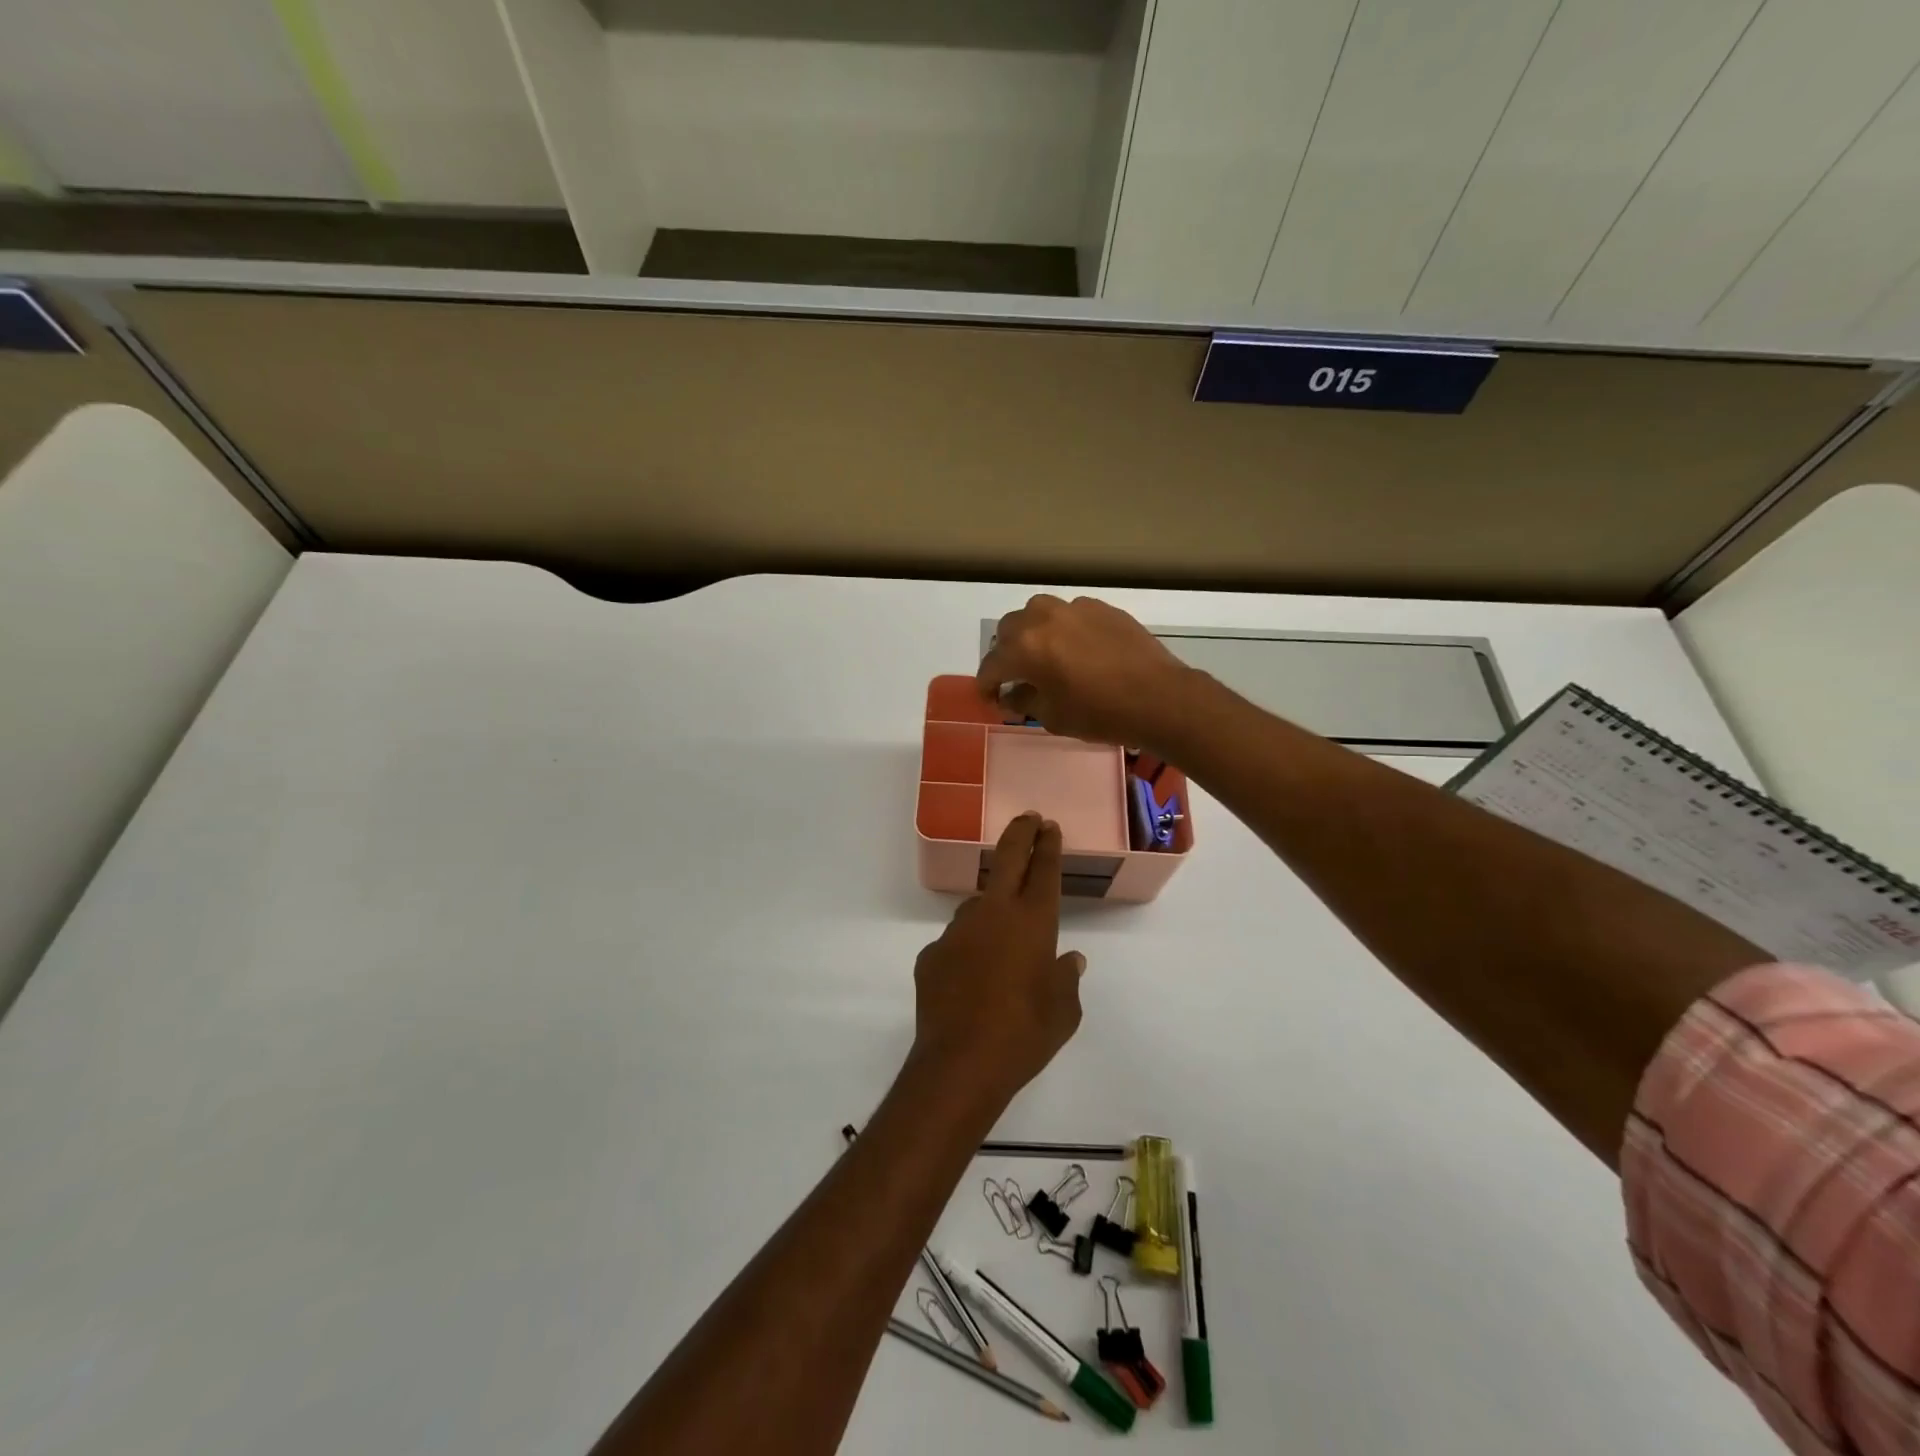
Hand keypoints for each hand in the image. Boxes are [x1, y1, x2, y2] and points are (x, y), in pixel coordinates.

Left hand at [909, 813, 1085, 1109]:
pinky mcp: (932, 953)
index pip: (1044, 870)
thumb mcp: (1064, 1011)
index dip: (1048, 845)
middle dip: (1021, 834)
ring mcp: (958, 930)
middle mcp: (994, 914)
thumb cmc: (1026, 1034)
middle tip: (1029, 817)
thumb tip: (1070, 960)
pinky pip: (956, 943)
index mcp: (1033, 922)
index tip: (1049, 827)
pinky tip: (972, 978)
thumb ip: (1067, 979)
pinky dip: (968, 950)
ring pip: (978, 904)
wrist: (961, 1063)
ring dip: (992, 907)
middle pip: (1008, 860)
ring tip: (1001, 934)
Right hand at [976, 594, 1197, 752]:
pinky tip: (1076, 650)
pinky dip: (1062, 629)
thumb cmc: (1100, 714)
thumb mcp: (1053, 716)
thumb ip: (1024, 701)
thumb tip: (1012, 694)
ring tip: (1042, 656)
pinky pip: (1069, 614)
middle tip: (1015, 677)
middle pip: (1009, 630)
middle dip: (1006, 654)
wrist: (1159, 698)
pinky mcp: (1101, 608)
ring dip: (1031, 633)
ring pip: (1038, 613)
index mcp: (1026, 647)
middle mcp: (1043, 618)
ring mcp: (1074, 608)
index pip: (992, 664)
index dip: (986, 684)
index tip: (990, 697)